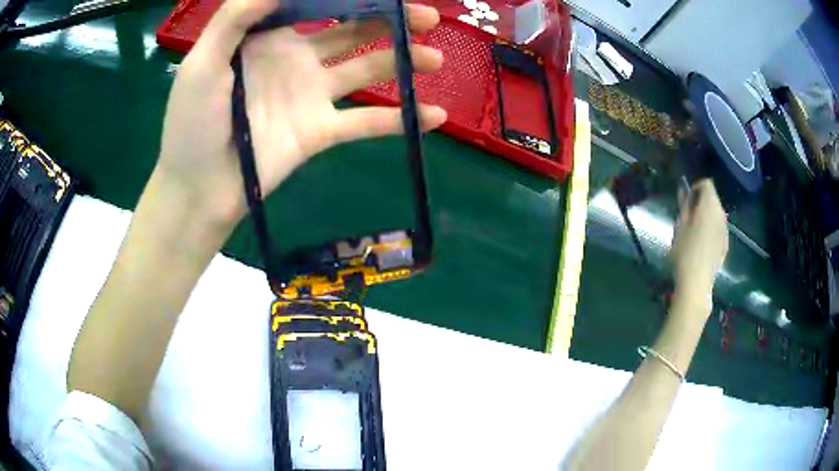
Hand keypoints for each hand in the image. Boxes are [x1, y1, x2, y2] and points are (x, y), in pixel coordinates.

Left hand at [155, 0, 446, 233]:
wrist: (198, 189)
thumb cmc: (191, 123)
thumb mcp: (201, 62)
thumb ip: (235, 17)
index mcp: (268, 38)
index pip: (317, 5)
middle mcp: (296, 59)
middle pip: (352, 31)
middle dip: (390, 21)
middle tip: (428, 16)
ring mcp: (311, 96)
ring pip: (366, 70)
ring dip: (402, 62)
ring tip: (434, 57)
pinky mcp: (320, 132)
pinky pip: (366, 123)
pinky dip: (399, 119)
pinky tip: (434, 116)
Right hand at [669, 179, 728, 306]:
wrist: (697, 284)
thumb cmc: (685, 252)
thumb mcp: (679, 226)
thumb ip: (684, 205)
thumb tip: (684, 190)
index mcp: (709, 206)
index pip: (707, 183)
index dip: (696, 187)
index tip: (686, 199)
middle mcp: (721, 214)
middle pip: (713, 198)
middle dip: (702, 202)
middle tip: (688, 216)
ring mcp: (725, 230)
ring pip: (717, 214)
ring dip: (707, 216)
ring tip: (695, 231)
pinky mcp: (726, 244)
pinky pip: (719, 229)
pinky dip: (712, 229)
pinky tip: (702, 245)